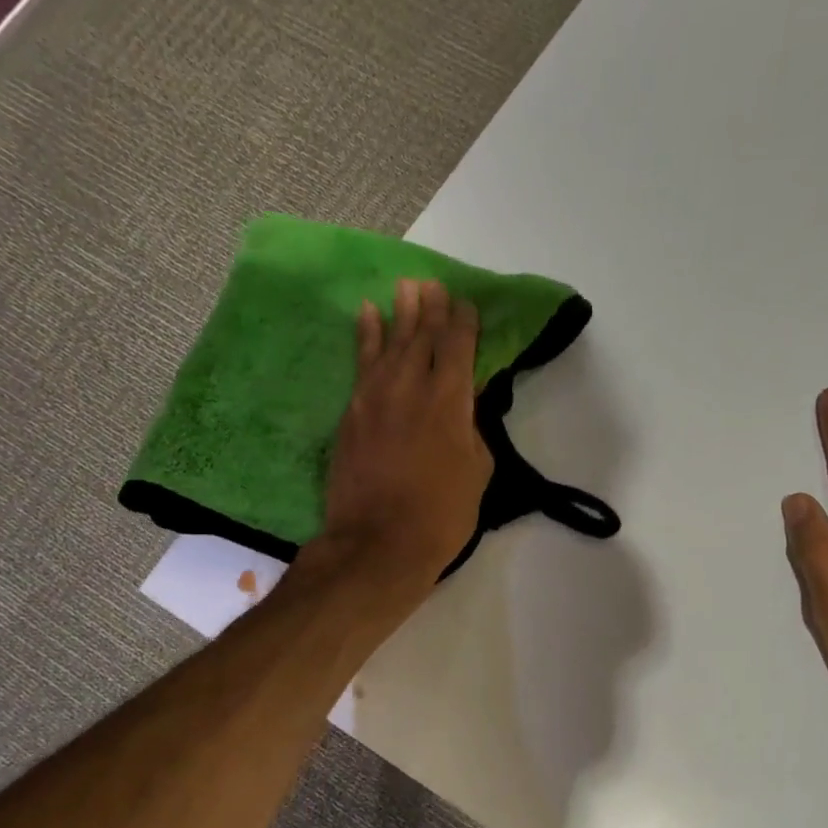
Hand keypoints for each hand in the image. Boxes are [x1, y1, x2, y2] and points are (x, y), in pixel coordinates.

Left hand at [315, 278, 492, 592]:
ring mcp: (375, 397)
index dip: (463, 322)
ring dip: (400, 312)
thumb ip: (473, 428)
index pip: (458, 346)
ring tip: (407, 287)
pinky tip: (367, 315)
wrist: (378, 543)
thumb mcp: (477, 471)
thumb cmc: (441, 515)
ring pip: (389, 342)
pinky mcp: (351, 412)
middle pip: (422, 335)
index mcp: (449, 400)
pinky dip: (365, 336)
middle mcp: (410, 386)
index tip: (466, 304)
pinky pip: (360, 363)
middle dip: (431, 308)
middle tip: (434, 284)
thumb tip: (466, 403)